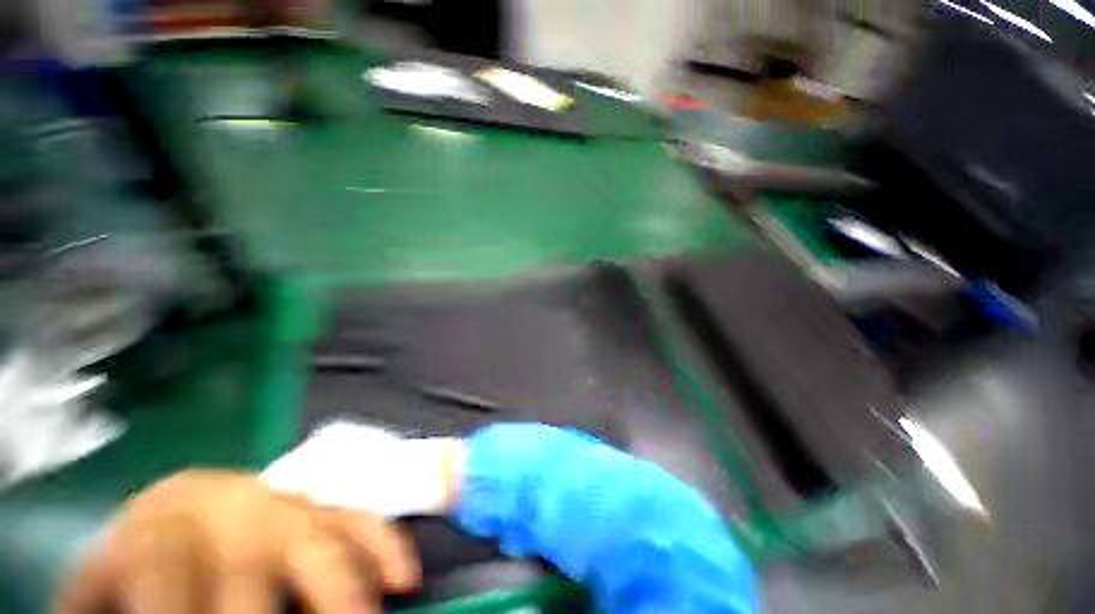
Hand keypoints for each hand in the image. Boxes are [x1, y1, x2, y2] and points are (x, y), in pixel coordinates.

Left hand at [55, 469, 420, 613]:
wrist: (182, 507)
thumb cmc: (138, 551)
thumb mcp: (98, 580)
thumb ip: (91, 606)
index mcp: (166, 529)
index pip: (168, 581)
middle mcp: (237, 515)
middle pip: (254, 568)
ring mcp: (290, 507)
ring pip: (323, 540)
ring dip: (344, 589)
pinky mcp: (323, 507)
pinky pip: (361, 520)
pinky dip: (384, 545)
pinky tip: (401, 578)